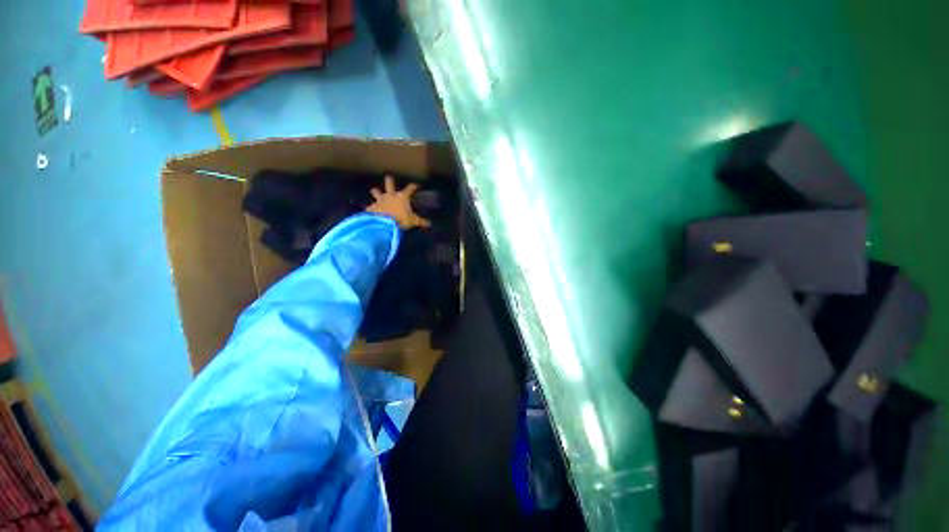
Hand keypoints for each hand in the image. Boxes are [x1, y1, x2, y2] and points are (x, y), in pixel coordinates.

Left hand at [366, 175, 431, 229]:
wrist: (384, 223)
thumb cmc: (401, 219)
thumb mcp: (413, 221)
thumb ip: (421, 221)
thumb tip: (429, 224)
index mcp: (402, 197)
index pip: (409, 189)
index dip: (413, 186)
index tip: (415, 185)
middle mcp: (390, 195)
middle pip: (389, 184)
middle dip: (389, 180)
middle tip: (389, 177)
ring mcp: (380, 200)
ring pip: (376, 191)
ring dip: (376, 191)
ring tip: (375, 191)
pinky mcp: (372, 207)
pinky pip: (371, 205)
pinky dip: (371, 207)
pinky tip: (370, 209)